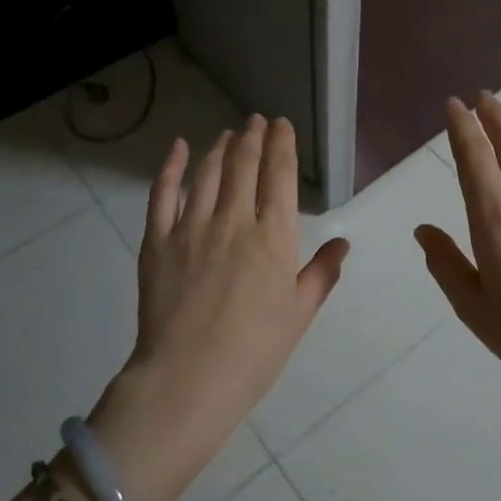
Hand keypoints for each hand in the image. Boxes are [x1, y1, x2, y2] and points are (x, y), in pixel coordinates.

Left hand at [90, 116, 349, 500]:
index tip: (282, 125)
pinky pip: (162, 193)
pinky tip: (179, 148)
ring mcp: (191, 227)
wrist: (188, 380)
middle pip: (244, 165)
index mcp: (274, 238)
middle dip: (253, 137)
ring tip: (228, 134)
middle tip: (256, 121)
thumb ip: (321, 274)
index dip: (282, 145)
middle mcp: (234, 220)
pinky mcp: (157, 240)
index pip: (280, 176)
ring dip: (221, 148)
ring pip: (208, 173)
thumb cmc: (254, 352)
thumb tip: (343, 243)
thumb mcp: (298, 315)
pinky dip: (172, 166)